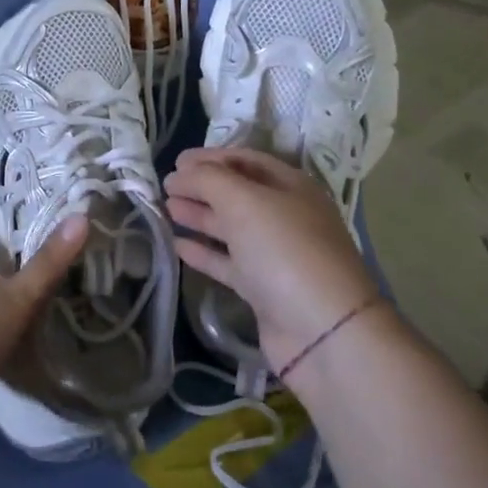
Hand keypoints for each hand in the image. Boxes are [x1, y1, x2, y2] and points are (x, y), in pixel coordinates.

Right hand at [164, 147, 378, 371]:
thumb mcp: (244, 201)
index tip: (176, 162)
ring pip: (231, 228)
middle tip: (166, 186)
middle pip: (237, 193)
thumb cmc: (284, 250)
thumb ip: (208, 179)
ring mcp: (276, 254)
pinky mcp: (264, 289)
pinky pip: (229, 262)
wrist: (322, 330)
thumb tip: (181, 173)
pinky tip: (178, 245)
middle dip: (202, 187)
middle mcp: (286, 216)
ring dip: (200, 216)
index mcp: (290, 186)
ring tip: (167, 210)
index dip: (210, 158)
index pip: (246, 160)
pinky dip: (204, 252)